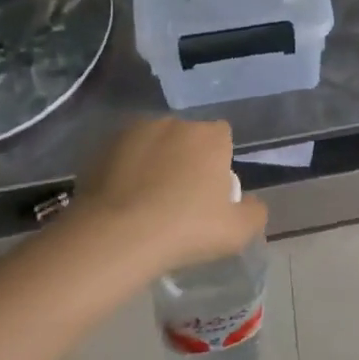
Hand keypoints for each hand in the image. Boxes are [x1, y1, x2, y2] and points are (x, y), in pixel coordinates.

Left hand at [67, 118, 266, 274]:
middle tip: (178, 198)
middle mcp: (175, 123)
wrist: (117, 236)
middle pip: (187, 138)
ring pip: (154, 143)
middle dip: (186, 159)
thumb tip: (251, 203)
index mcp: (210, 136)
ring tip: (146, 201)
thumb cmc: (186, 229)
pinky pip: (124, 155)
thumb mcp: (236, 232)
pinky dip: (126, 170)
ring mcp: (136, 131)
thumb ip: (254, 212)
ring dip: (154, 161)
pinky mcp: (104, 146)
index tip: (209, 191)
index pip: (222, 137)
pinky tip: (122, 200)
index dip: (218, 161)